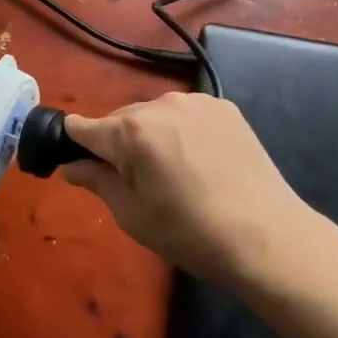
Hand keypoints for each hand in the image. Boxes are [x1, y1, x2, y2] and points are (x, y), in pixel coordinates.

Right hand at [63, 93, 313, 287]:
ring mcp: (195, 101)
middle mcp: (160, 104)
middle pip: (120, 119)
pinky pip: (186, 114)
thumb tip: (71, 165)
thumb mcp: (133, 215)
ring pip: (154, 115)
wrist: (267, 236)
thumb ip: (97, 181)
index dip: (75, 145)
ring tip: (173, 174)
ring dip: (151, 135)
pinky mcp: (223, 106)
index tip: (81, 165)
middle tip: (136, 183)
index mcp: (131, 131)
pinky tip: (200, 162)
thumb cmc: (191, 233)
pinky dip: (182, 132)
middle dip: (118, 144)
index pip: (83, 127)